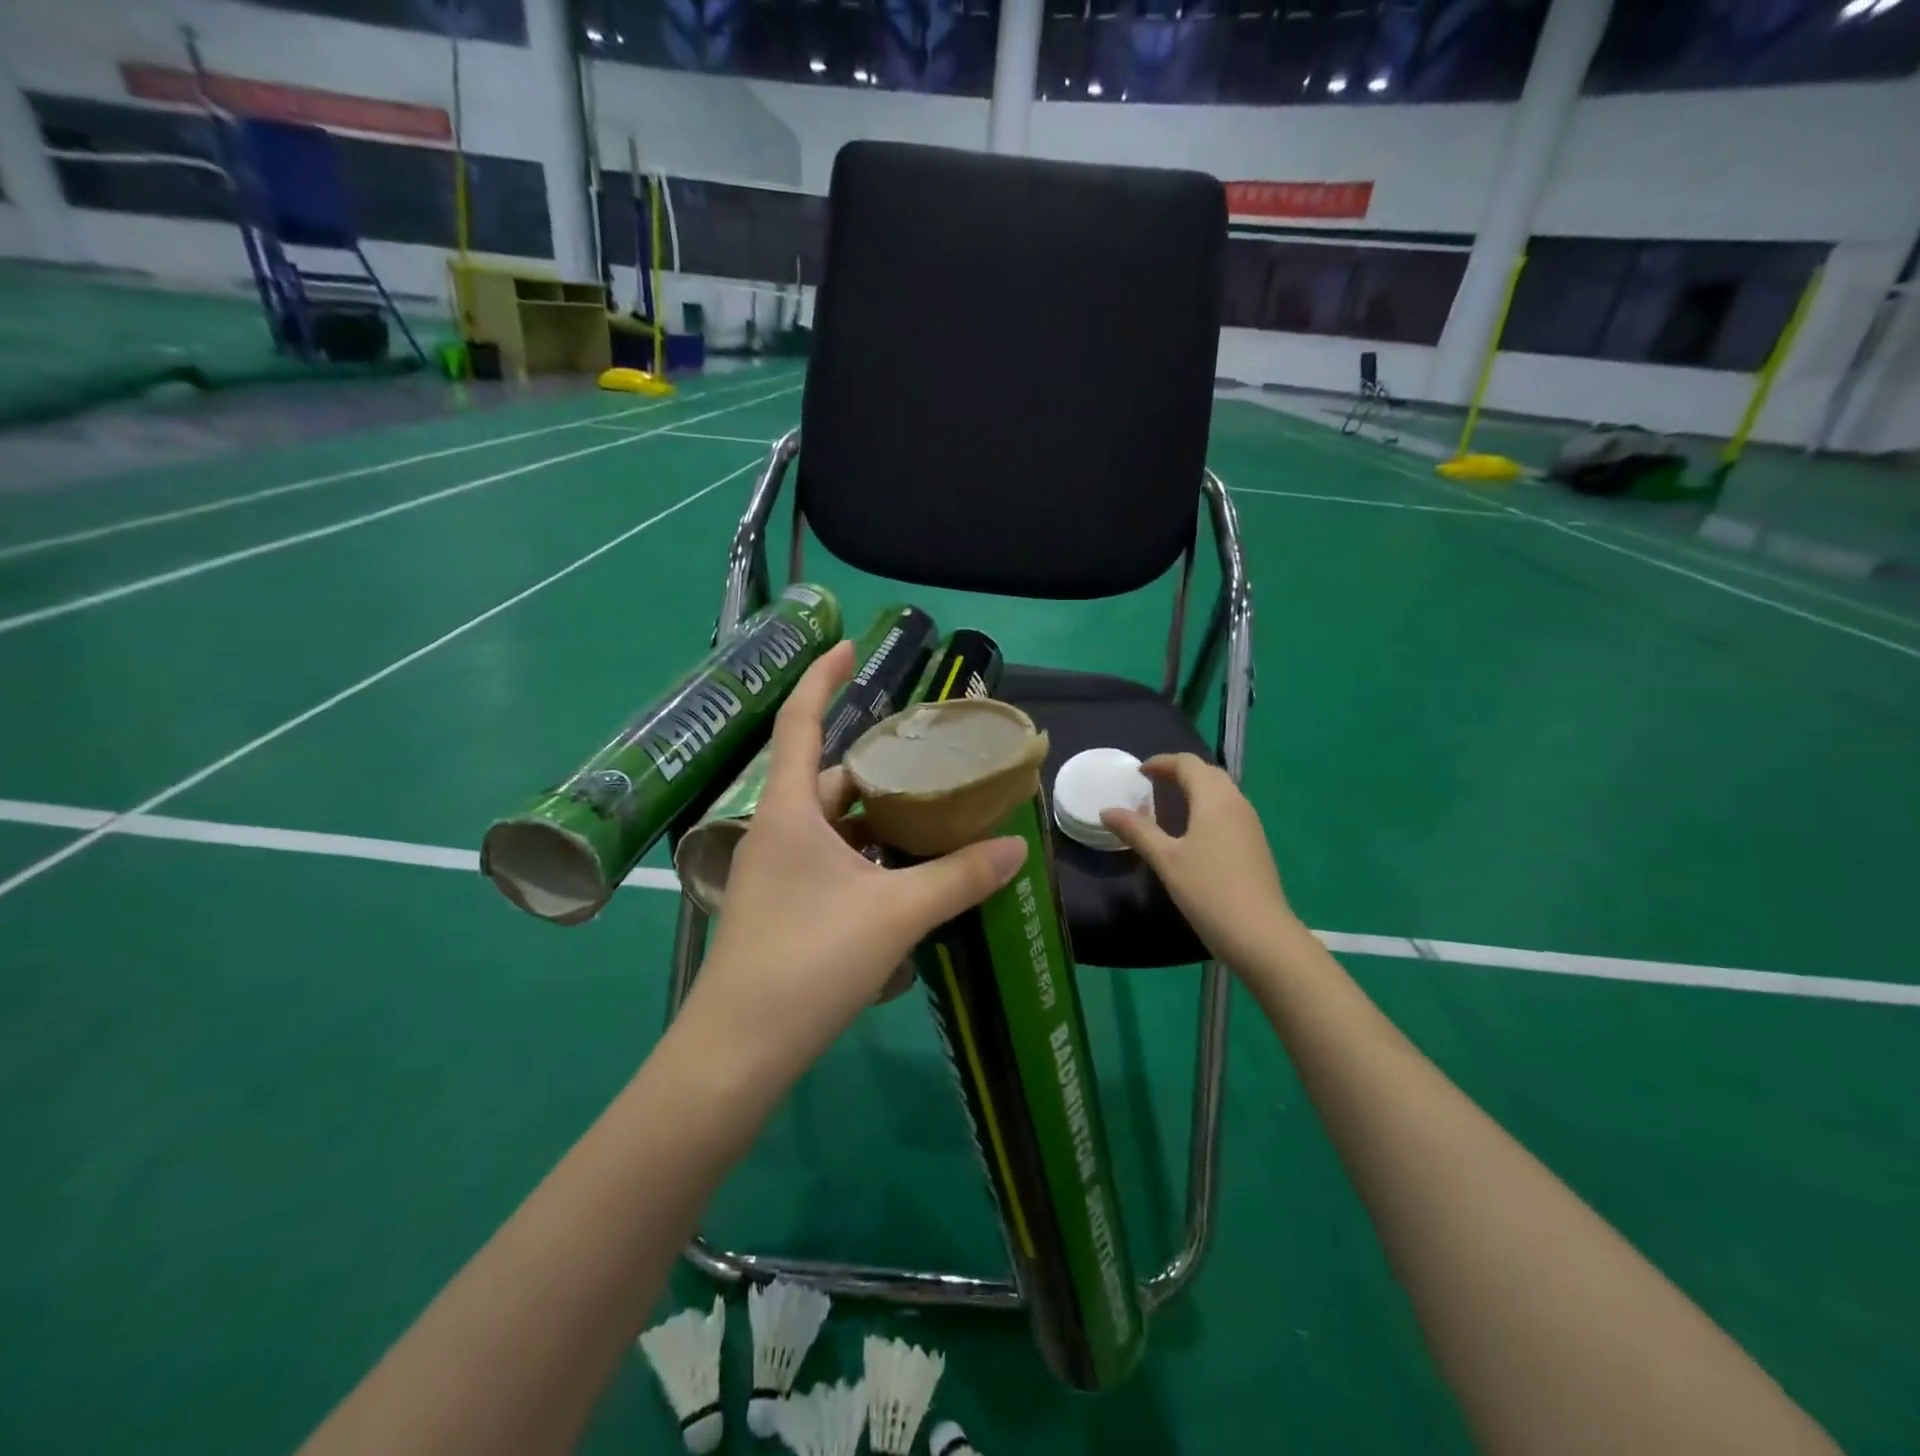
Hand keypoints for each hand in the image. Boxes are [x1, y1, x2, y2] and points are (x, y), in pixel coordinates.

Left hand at [680, 641, 1028, 1086]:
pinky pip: (830, 864)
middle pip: (828, 779)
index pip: (801, 723)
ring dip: (876, 819)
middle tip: (929, 762)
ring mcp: (775, 873)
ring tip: (931, 817)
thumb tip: (1016, 848)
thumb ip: (959, 877)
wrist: (738, 1052)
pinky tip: (904, 879)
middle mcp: (776, 832)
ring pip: (833, 827)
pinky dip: (866, 860)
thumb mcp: (896, 914)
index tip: (846, 645)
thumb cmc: (809, 962)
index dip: (821, 678)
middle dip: (877, 767)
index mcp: (790, 812)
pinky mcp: (782, 909)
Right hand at [1101, 753, 1297, 971]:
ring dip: (1195, 790)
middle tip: (1152, 785)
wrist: (1260, 934)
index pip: (1188, 764)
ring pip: (1222, 792)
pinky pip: (1229, 811)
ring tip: (1168, 805)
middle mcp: (1236, 803)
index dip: (1162, 762)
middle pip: (1208, 773)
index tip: (1139, 772)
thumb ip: (1137, 831)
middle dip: (1180, 772)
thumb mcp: (1165, 859)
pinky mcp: (1255, 845)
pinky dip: (1207, 808)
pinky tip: (1193, 832)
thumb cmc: (1208, 890)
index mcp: (1215, 799)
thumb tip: (1106, 811)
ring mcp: (1250, 825)